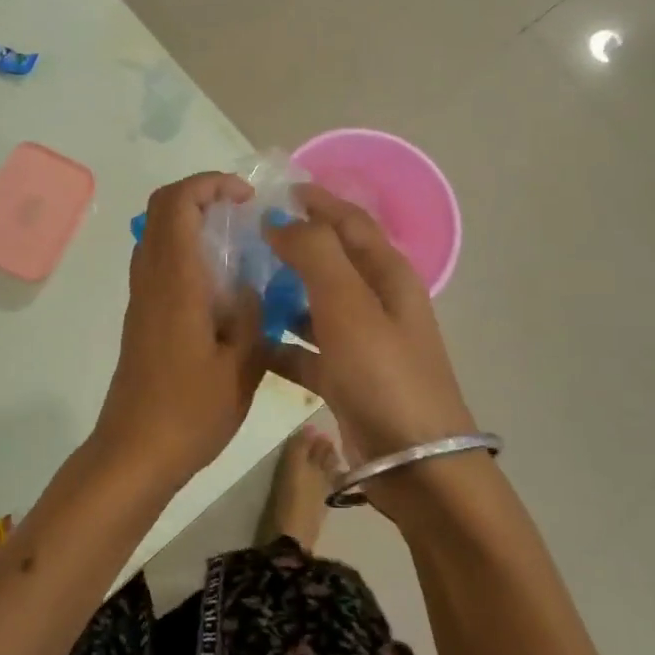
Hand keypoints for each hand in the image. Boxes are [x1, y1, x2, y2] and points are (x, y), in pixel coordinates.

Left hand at [91, 173, 268, 485]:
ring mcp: (141, 298)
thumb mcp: (241, 366)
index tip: (246, 198)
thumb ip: (253, 316)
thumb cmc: (190, 412)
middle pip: (161, 209)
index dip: (208, 184)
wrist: (135, 452)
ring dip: (192, 222)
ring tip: (237, 243)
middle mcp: (151, 279)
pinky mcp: (141, 317)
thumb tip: (253, 287)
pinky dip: (186, 250)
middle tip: (242, 212)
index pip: (176, 204)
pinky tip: (221, 285)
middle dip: (201, 195)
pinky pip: (159, 262)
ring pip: (156, 234)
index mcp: (175, 282)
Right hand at [263, 184, 476, 468]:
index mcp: (388, 275)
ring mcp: (362, 342)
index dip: (318, 201)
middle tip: (246, 236)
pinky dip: (282, 342)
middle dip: (294, 245)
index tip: (277, 189)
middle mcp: (377, 302)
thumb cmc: (384, 375)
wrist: (415, 465)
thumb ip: (315, 253)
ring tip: (239, 284)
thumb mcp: (349, 305)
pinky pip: (307, 349)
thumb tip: (283, 220)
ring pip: (315, 304)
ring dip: (283, 292)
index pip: (351, 222)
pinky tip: (250, 342)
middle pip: (332, 260)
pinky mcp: (346, 378)